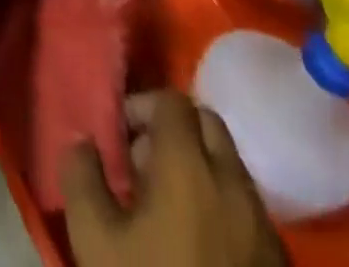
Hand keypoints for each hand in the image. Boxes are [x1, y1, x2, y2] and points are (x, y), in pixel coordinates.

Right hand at [62, 92, 285, 266]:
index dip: (142, 107)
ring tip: (171, 209)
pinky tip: (202, 247)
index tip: (120, 137)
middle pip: (210, 126)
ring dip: (202, 170)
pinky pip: (251, 213)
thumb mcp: (94, 239)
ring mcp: (266, 231)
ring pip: (233, 170)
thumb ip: (81, 175)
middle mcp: (234, 186)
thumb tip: (83, 142)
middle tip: (145, 165)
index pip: (172, 101)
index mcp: (189, 167)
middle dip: (176, 132)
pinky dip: (225, 209)